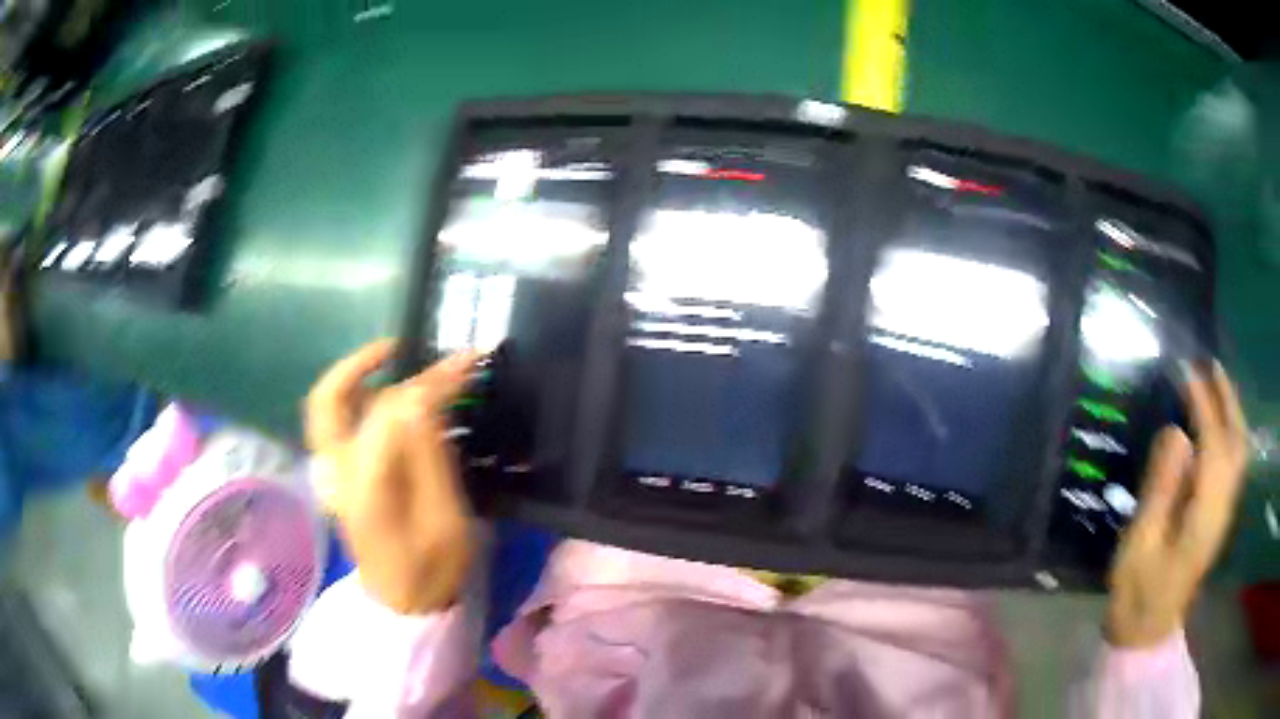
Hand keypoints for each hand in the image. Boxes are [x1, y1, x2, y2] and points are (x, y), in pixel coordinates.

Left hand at [306, 339, 477, 613]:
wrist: (403, 606)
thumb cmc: (433, 569)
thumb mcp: (447, 519)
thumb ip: (429, 457)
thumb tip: (424, 400)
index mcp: (367, 484)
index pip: (391, 411)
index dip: (429, 381)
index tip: (467, 363)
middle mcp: (338, 472)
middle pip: (330, 401)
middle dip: (361, 364)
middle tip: (397, 347)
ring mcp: (332, 476)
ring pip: (324, 410)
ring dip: (352, 378)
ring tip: (388, 362)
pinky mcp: (338, 480)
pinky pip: (335, 425)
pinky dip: (352, 400)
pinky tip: (380, 398)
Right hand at [1106, 362, 1248, 647]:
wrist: (1148, 631)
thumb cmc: (1137, 593)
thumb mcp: (1139, 546)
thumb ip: (1160, 490)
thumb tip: (1176, 433)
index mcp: (1203, 517)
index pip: (1213, 447)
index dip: (1204, 406)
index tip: (1187, 372)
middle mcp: (1222, 509)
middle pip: (1236, 444)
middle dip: (1227, 400)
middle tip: (1209, 365)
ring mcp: (1224, 513)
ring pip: (1239, 451)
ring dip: (1232, 412)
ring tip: (1216, 383)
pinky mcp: (1220, 516)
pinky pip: (1234, 463)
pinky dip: (1231, 432)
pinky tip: (1219, 422)